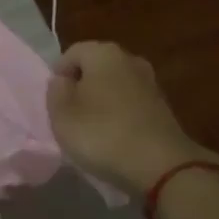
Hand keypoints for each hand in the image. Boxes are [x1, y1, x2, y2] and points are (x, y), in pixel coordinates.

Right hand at [46, 41, 213, 196]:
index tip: (55, 103)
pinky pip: (130, 104)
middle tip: (70, 116)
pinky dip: (120, 115)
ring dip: (101, 103)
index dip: (58, 76)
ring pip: (114, 86)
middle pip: (95, 68)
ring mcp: (150, 82)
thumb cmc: (102, 133)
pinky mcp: (163, 107)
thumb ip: (56, 91)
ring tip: (92, 130)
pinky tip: (115, 137)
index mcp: (103, 53)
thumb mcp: (62, 115)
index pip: (71, 53)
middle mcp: (129, 59)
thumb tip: (63, 80)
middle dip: (81, 88)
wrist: (161, 165)